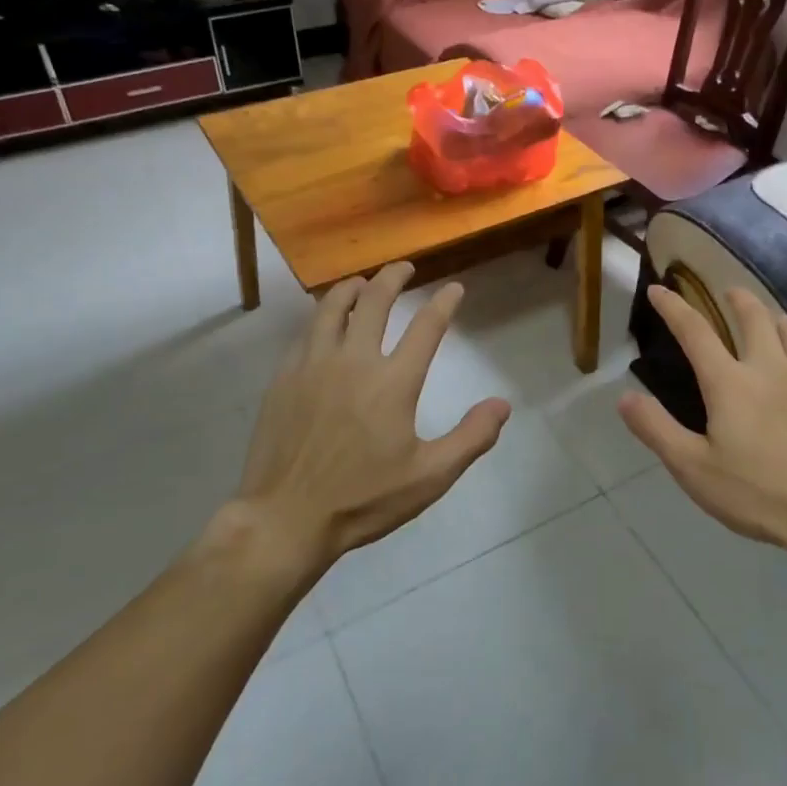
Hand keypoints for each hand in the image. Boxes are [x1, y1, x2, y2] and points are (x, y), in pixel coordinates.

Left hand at [209, 262, 511, 579]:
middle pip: (376, 301)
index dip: (444, 302)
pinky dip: (321, 316)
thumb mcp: (429, 477)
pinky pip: (305, 332)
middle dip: (393, 277)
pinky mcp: (284, 377)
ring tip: (362, 282)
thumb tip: (502, 404)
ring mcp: (314, 365)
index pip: (426, 327)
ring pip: (333, 307)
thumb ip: (471, 437)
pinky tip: (324, 322)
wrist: (286, 518)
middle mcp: (354, 361)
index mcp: (393, 382)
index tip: (454, 288)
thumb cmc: (363, 499)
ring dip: (352, 288)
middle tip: (404, 268)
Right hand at [618, 285, 786, 592]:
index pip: (694, 331)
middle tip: (729, 294)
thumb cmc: (758, 494)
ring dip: (777, 319)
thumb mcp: (693, 468)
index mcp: (730, 382)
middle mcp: (770, 368)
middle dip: (738, 299)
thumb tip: (624, 397)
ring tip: (770, 320)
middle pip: (754, 316)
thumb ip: (656, 429)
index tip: (658, 288)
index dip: (673, 306)